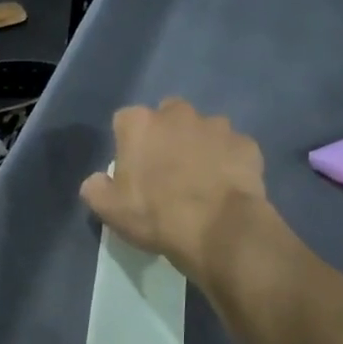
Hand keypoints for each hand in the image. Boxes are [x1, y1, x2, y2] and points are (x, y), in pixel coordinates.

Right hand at [79, 98, 267, 282]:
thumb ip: (95, 188)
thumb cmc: (156, 215)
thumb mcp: (109, 210)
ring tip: (202, 180)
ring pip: (204, 130)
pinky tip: (226, 187)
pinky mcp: (247, 144)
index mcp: (140, 124)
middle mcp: (178, 114)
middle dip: (167, 135)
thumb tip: (97, 180)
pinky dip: (229, 162)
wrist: (218, 230)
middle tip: (167, 171)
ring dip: (200, 146)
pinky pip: (233, 149)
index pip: (125, 121)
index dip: (128, 143)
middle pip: (167, 116)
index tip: (133, 169)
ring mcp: (217, 126)